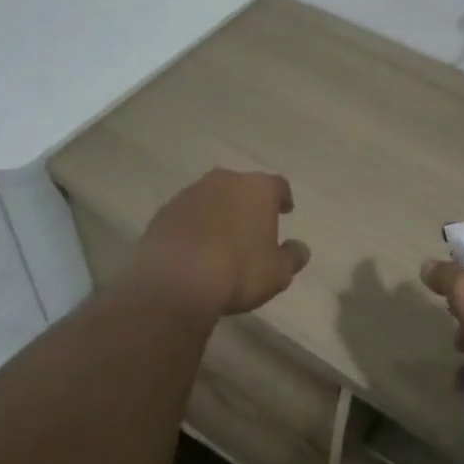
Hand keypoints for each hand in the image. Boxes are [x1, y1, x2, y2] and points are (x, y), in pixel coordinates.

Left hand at [130, 169, 310, 315]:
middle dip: (247, 203)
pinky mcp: (163, 212)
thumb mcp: (278, 272)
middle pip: (242, 187)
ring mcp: (190, 194)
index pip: (278, 185)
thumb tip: (300, 248)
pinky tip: (195, 248)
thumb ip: (292, 256)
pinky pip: (187, 215)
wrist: (176, 281)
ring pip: (211, 198)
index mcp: (258, 189)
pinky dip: (194, 226)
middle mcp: (224, 181)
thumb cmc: (239, 272)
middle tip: (252, 226)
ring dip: (218, 213)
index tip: (285, 210)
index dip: (283, 198)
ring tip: (221, 239)